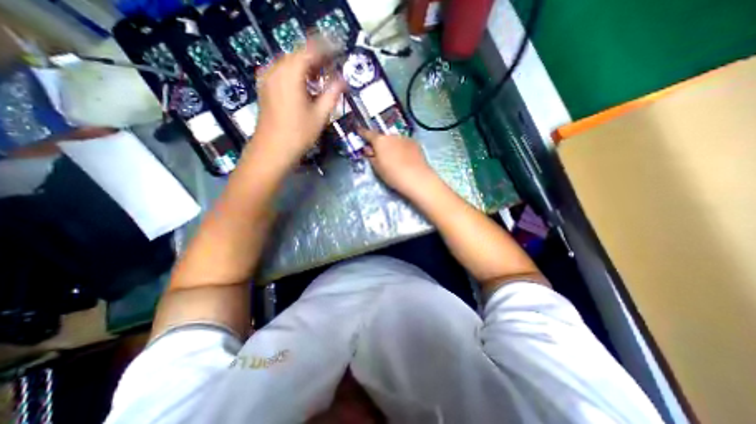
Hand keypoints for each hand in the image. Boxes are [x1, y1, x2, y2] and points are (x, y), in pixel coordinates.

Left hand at [251, 41, 344, 164]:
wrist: (272, 150)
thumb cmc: (298, 134)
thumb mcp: (320, 115)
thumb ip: (332, 93)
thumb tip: (343, 80)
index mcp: (290, 73)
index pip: (311, 50)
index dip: (327, 48)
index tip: (340, 49)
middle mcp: (275, 69)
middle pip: (299, 54)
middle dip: (317, 57)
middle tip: (334, 66)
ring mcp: (267, 77)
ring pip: (290, 62)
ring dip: (307, 66)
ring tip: (322, 77)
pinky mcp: (265, 87)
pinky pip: (283, 72)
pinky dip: (297, 74)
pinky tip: (306, 85)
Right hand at [361, 129, 436, 195]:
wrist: (417, 178)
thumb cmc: (393, 175)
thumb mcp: (377, 168)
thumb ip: (371, 156)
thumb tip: (369, 150)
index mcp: (380, 140)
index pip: (368, 133)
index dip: (362, 132)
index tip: (359, 131)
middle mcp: (392, 135)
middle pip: (383, 137)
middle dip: (380, 143)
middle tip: (379, 153)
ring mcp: (405, 138)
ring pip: (394, 140)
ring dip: (392, 145)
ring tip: (394, 158)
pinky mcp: (415, 143)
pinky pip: (404, 144)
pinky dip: (402, 148)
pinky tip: (404, 158)